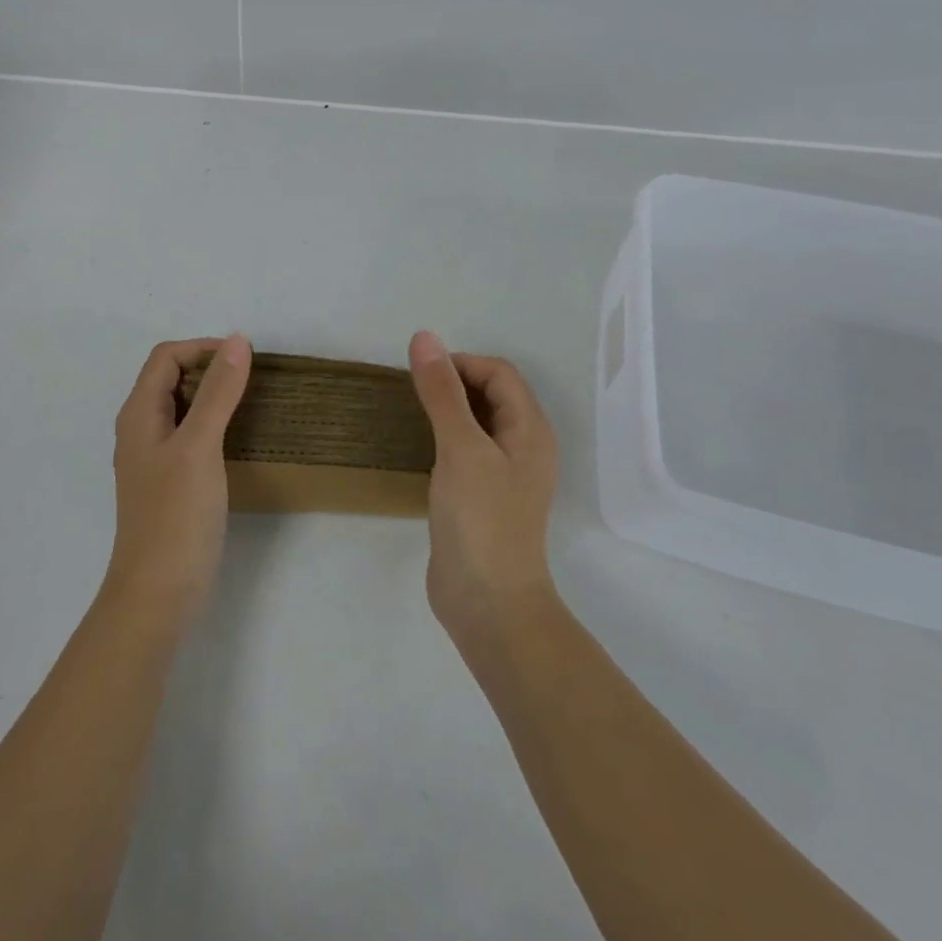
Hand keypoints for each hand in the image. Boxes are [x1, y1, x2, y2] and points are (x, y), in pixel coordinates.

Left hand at [104, 335, 251, 627]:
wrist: (157, 595)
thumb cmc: (176, 516)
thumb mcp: (199, 446)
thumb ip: (217, 392)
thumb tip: (236, 341)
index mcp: (139, 413)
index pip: (166, 357)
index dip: (203, 348)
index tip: (244, 360)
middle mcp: (141, 429)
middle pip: (171, 378)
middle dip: (210, 370)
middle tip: (253, 382)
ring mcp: (154, 458)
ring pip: (183, 408)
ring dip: (214, 397)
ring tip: (252, 405)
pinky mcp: (169, 482)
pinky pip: (190, 436)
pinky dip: (214, 426)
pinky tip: (239, 441)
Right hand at [408, 331, 559, 640]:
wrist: (487, 603)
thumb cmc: (481, 519)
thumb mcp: (459, 447)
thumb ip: (442, 392)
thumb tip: (425, 337)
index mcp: (530, 430)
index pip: (499, 373)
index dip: (461, 364)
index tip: (421, 375)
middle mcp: (524, 447)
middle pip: (492, 394)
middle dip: (454, 383)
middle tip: (412, 392)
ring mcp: (505, 475)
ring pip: (478, 422)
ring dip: (448, 409)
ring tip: (411, 414)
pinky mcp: (484, 497)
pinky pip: (467, 450)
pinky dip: (445, 437)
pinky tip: (420, 449)